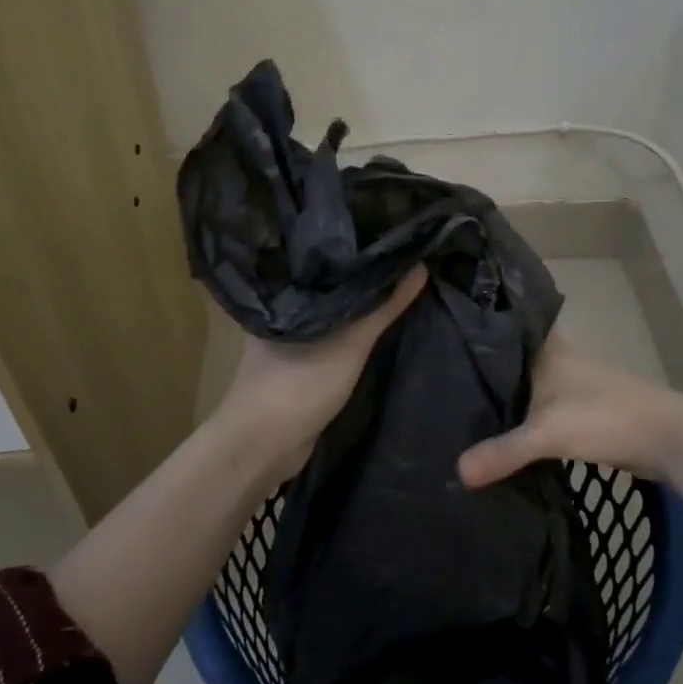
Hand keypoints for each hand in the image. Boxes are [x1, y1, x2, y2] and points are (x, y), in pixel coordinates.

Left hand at [215, 267, 427, 477]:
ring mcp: (286, 342)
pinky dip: (347, 335)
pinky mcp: (296, 366)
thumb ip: (384, 307)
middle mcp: (281, 311)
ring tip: (392, 286)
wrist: (263, 445)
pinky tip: (371, 327)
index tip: (385, 237)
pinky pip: (328, 341)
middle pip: (327, 287)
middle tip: (396, 258)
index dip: (352, 248)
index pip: (321, 260)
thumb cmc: (299, 383)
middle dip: (358, 278)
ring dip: (354, 310)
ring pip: (329, 316)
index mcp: (283, 293)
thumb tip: (420, 264)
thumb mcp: (350, 342)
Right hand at [458, 332, 682, 486]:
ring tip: (464, 408)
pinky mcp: (585, 411)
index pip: (505, 331)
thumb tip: (457, 473)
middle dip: (485, 370)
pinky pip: (543, 410)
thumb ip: (503, 452)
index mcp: (548, 351)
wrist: (668, 437)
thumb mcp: (547, 433)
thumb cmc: (605, 417)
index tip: (445, 337)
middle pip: (514, 361)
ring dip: (507, 396)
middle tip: (444, 379)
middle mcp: (559, 361)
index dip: (478, 332)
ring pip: (530, 386)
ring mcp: (575, 386)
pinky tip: (505, 434)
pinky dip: (525, 419)